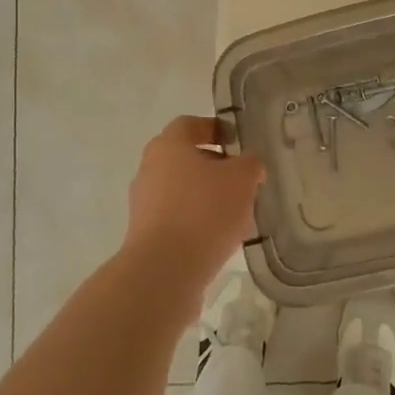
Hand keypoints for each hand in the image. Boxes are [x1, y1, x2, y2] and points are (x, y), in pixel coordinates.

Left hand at [123, 116, 265, 290]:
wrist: (164, 270)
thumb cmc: (204, 211)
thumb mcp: (242, 179)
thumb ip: (250, 164)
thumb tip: (249, 164)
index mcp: (168, 146)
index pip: (190, 124)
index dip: (216, 128)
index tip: (238, 142)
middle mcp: (150, 169)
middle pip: (186, 158)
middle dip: (217, 167)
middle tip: (244, 180)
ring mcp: (144, 203)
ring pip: (183, 190)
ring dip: (209, 197)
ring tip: (239, 213)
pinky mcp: (146, 234)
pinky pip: (178, 218)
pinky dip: (198, 221)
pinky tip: (221, 237)